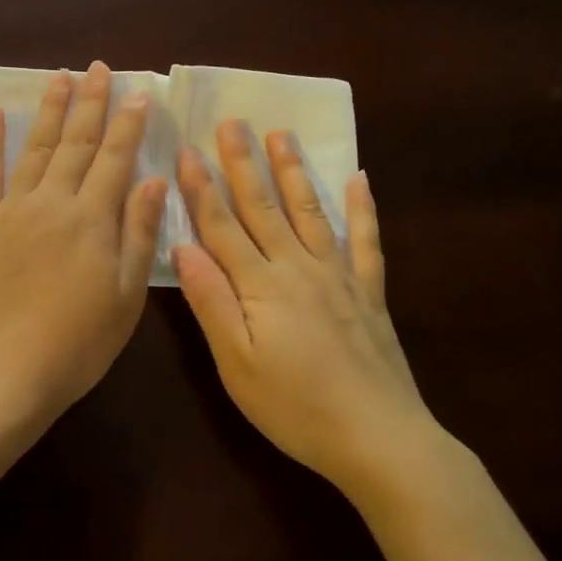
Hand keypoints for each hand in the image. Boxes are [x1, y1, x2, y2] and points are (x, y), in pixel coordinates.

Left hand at [0, 61, 167, 423]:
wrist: (3, 372)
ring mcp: (11, 211)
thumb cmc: (76, 344)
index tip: (137, 92)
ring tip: (60, 77)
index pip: (115, 159)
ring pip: (35, 149)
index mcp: (92, 220)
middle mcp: (52, 203)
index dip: (128, 124)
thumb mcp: (125, 297)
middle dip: (90, 103)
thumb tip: (151, 179)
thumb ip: (138, 234)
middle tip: (98, 68)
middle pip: (76, 143)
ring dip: (50, 111)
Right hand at [173, 122, 431, 493]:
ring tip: (282, 134)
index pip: (222, 226)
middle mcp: (298, 267)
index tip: (186, 149)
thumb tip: (182, 246)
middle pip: (263, 207)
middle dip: (243, 163)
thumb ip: (211, 302)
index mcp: (260, 285)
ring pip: (309, 211)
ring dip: (293, 171)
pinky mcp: (368, 292)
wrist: (379, 438)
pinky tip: (359, 179)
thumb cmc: (295, 407)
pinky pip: (365, 240)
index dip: (201, 187)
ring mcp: (339, 276)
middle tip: (233, 121)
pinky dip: (362, 208)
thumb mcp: (236, 364)